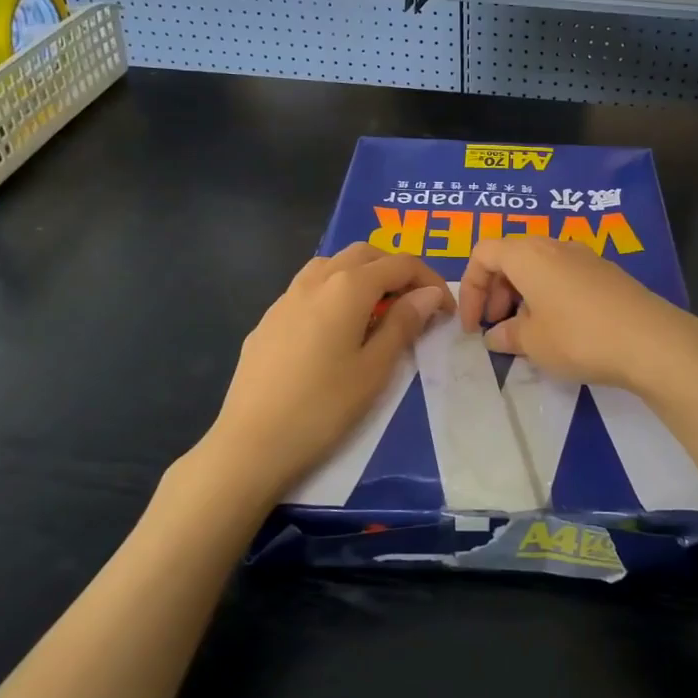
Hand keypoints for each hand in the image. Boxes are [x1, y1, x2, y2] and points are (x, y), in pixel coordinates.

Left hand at [203, 244, 449, 497]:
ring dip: (363, 275)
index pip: (401, 264)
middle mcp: (316, 279)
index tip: (446, 311)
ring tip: (378, 312)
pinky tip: (337, 330)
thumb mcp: (375, 368)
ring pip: (333, 264)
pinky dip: (335, 292)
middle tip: (415, 306)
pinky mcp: (269, 319)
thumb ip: (404, 323)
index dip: (430, 281)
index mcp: (348, 287)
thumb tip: (428, 294)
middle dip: (397, 270)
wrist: (251, 443)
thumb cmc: (323, 407)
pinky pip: (310, 287)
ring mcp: (286, 297)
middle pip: (366, 254)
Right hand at [456, 235, 697, 395]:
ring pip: (538, 266)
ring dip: (522, 295)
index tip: (473, 325)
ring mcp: (584, 256)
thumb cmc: (578, 337)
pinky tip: (559, 330)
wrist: (651, 341)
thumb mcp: (533, 343)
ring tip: (526, 332)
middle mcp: (554, 245)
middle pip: (510, 256)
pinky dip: (548, 296)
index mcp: (528, 254)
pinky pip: (563, 276)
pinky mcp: (606, 273)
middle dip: (495, 291)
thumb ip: (507, 336)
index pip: (483, 254)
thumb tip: (496, 335)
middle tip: (496, 326)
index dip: (469, 288)